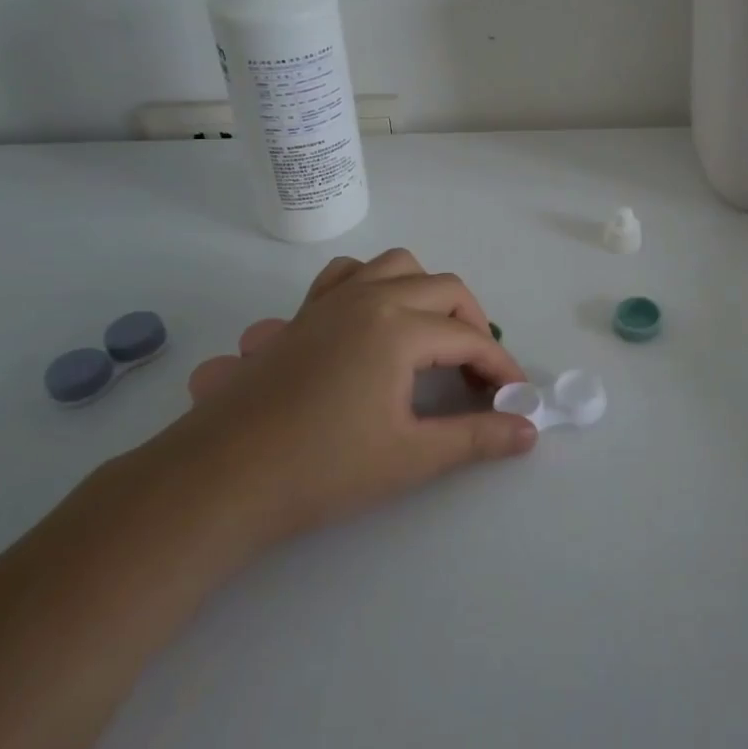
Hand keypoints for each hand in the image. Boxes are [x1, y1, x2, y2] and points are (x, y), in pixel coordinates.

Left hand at [152, 248, 535, 551]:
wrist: (217, 481)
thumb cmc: (319, 471)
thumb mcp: (409, 457)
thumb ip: (476, 438)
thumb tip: (530, 430)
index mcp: (399, 327)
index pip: (469, 338)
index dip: (499, 367)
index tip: (515, 397)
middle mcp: (369, 297)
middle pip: (445, 290)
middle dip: (473, 325)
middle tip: (478, 374)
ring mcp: (331, 300)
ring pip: (398, 266)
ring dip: (428, 293)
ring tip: (433, 337)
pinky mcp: (302, 314)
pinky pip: (349, 276)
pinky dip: (375, 284)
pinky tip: (374, 321)